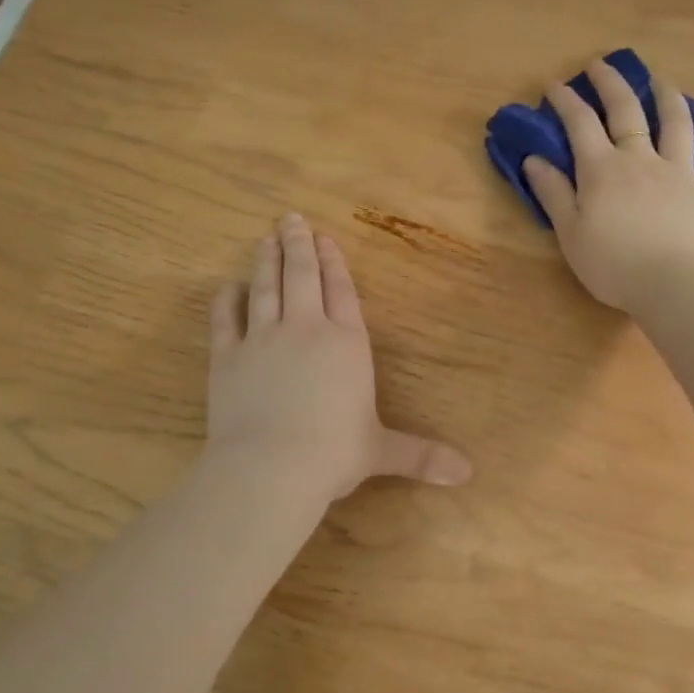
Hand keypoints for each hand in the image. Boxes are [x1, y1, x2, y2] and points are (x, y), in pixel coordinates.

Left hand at [205, 214, 472, 506]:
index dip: (334, 263)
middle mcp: (305, 330)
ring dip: (267, 261)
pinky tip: (228, 286)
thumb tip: (468, 473)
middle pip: (302, 277)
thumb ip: (422, 454)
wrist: (270, 467)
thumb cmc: (333, 454)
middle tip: (291, 219)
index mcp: (345, 343)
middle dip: (299, 246)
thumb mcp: (382, 451)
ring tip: (267, 239)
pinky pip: (224, 320)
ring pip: (265, 288)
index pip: (341, 291)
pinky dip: (226, 301)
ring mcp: (262, 339)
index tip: (326, 237)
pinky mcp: (227, 357)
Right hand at [522, 57, 693, 311]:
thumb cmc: (612, 265)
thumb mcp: (570, 232)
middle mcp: (641, 159)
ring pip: (676, 124)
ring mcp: (680, 172)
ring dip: (667, 97)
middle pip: (626, 111)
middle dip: (611, 83)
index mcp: (602, 169)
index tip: (555, 85)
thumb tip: (534, 159)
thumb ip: (553, 193)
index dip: (566, 100)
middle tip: (601, 65)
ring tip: (660, 81)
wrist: (672, 287)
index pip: (580, 123)